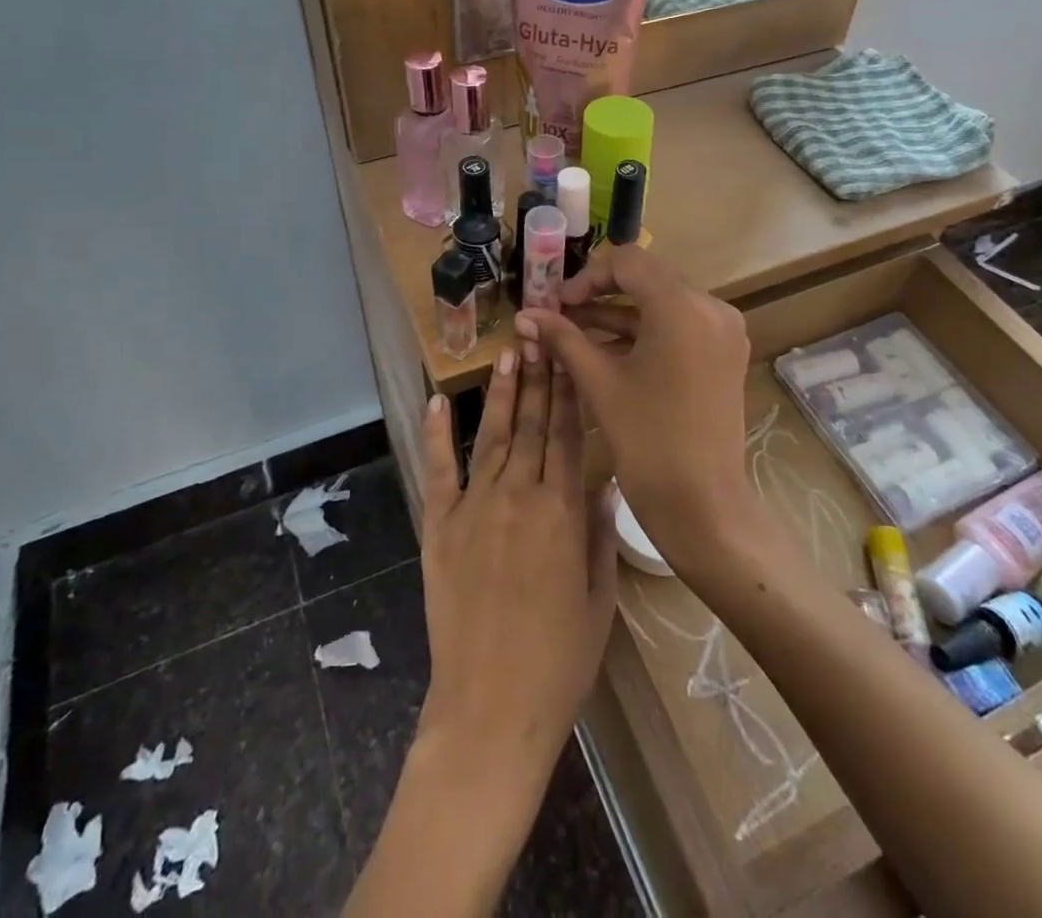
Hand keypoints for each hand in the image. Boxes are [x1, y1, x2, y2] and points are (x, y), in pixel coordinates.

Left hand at [415, 349, 618, 792]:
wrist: (491, 708)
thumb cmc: (558, 661)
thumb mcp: (599, 599)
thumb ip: (601, 534)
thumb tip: (605, 479)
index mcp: (563, 512)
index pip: (569, 434)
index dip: (569, 391)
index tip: (569, 354)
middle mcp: (520, 496)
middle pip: (533, 424)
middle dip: (539, 376)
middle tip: (540, 334)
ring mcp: (475, 508)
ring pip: (493, 436)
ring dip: (502, 393)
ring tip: (508, 353)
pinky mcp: (440, 527)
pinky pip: (439, 471)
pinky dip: (437, 434)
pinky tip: (439, 401)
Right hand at [514, 245, 755, 572]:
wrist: (702, 505)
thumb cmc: (647, 441)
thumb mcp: (599, 382)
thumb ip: (563, 339)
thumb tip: (525, 315)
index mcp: (683, 307)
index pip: (629, 262)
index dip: (587, 276)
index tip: (557, 303)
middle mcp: (712, 308)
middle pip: (648, 279)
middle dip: (600, 294)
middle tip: (562, 316)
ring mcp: (723, 332)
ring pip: (662, 304)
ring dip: (619, 315)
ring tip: (575, 335)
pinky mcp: (724, 354)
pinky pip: (679, 327)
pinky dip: (644, 333)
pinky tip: (607, 352)